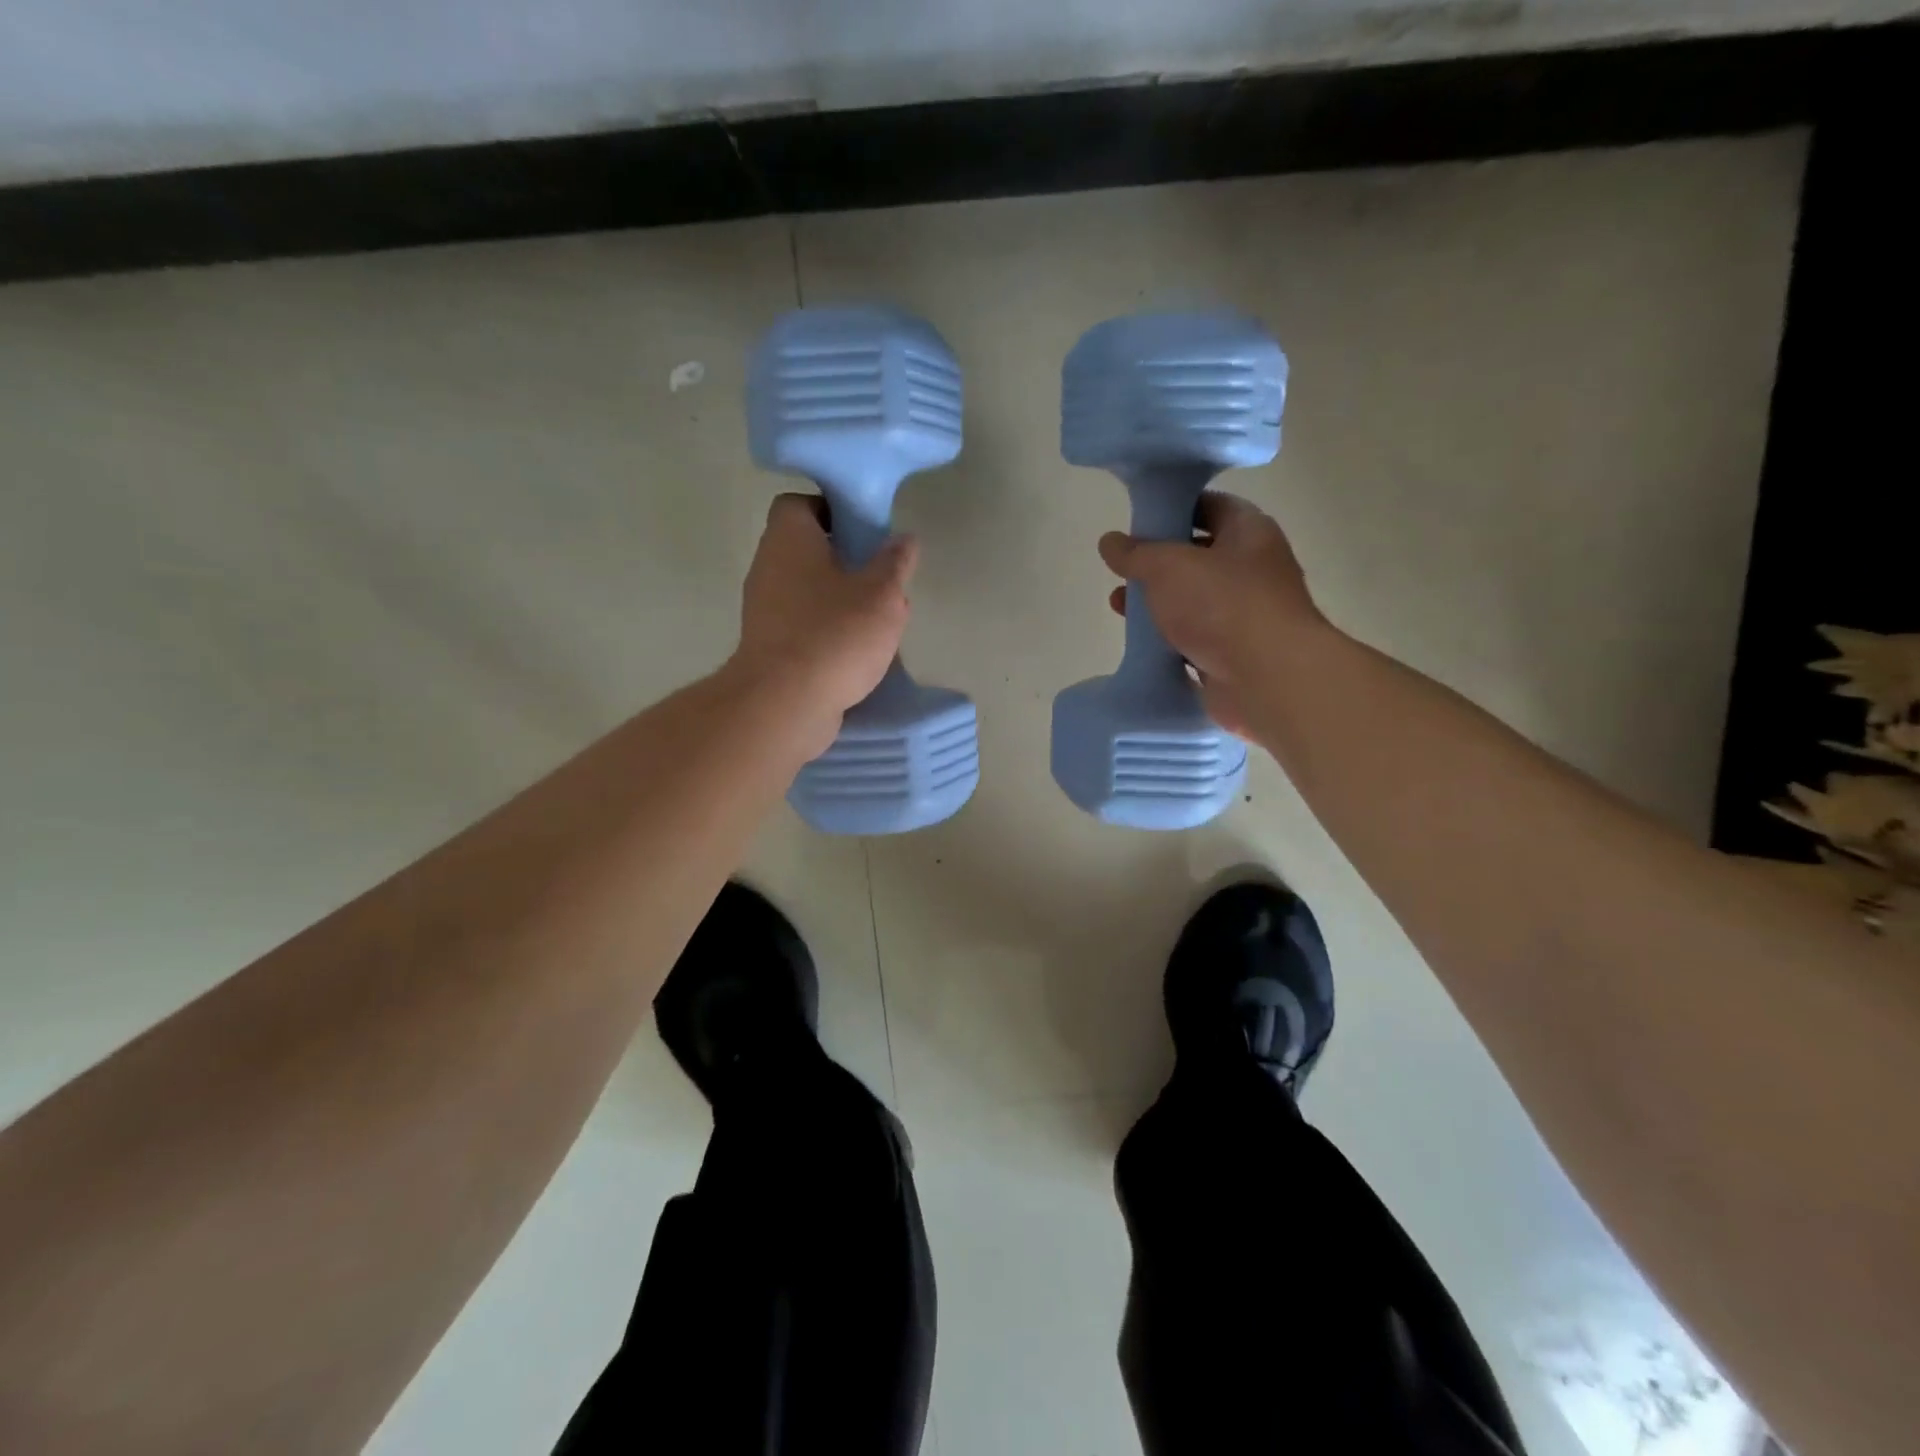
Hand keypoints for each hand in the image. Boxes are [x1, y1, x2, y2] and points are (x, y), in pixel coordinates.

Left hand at [728, 494, 918, 755]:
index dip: (833, 510)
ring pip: (808, 591)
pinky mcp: (769, 646)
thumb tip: (903, 540)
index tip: (866, 531)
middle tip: (882, 580)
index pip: (800, 504)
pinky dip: (828, 631)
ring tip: (879, 621)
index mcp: (789, 539)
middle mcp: (768, 567)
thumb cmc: (835, 634)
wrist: (785, 704)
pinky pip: (803, 625)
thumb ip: (894, 563)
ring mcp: (764, 609)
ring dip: (842, 600)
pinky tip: (858, 652)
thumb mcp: (882, 594)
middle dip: (847, 562)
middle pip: (808, 550)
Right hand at [1100, 492, 1325, 736]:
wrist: (1267, 679)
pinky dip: (1169, 641)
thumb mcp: (1167, 566)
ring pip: (1194, 601)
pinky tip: (1141, 644)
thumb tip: (1110, 542)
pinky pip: (1196, 640)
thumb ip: (1135, 553)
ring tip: (1118, 607)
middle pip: (1199, 556)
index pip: (1210, 506)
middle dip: (1157, 563)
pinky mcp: (1235, 654)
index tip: (1139, 519)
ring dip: (1158, 604)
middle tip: (1123, 568)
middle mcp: (1253, 569)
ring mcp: (1246, 615)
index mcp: (1249, 532)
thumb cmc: (1222, 605)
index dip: (1174, 508)